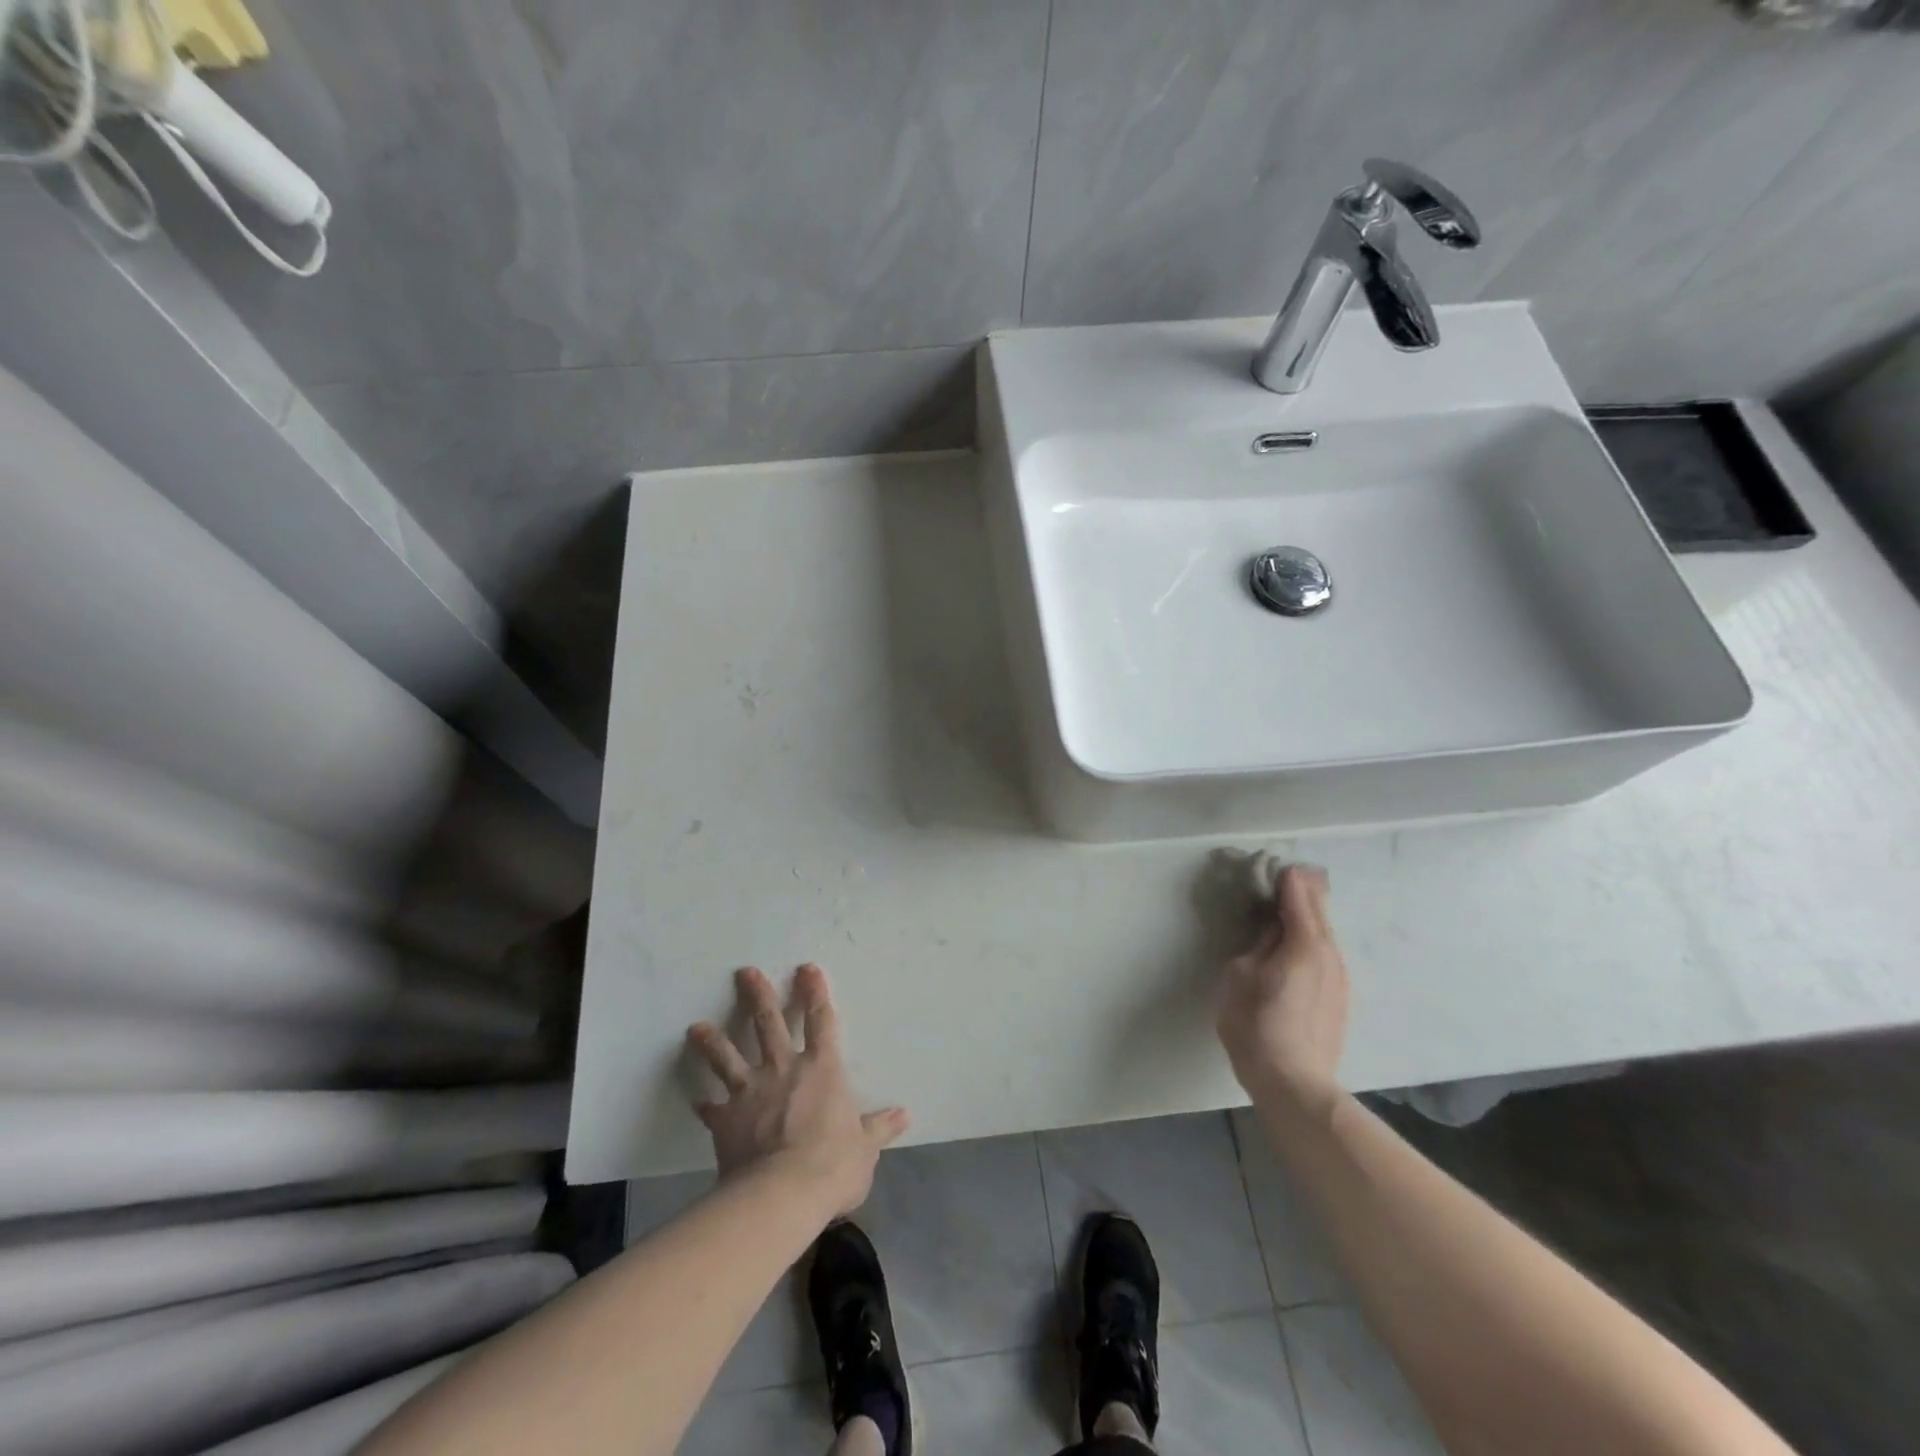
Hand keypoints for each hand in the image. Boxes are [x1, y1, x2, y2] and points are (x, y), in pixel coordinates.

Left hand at [686, 964, 907, 1217]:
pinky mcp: (726, 1120)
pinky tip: (696, 1102)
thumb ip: (879, 1128)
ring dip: (712, 1041)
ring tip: (696, 1027)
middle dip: (758, 996)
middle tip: (745, 973)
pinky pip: (712, 1109)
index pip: (820, 1020)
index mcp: (822, 1068)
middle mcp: (784, 1070)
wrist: (782, 1194)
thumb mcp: (865, 1147)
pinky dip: (705, 1105)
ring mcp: (750, 1092)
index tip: (806, 969)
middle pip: (768, 1024)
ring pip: (728, 1057)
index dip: (815, 993)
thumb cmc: (833, 1164)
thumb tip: (903, 1116)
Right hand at [1217, 864, 1349, 1112]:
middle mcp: (1329, 954)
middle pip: (1319, 910)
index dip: (1285, 878)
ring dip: (1308, 916)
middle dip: (1303, 890)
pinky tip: (1296, 945)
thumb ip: (1258, 945)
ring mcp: (1339, 977)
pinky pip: (1325, 954)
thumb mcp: (1240, 976)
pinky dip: (1312, 938)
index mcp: (1304, 943)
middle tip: (1286, 875)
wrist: (1294, 1083)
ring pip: (1324, 934)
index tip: (1273, 865)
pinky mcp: (1339, 997)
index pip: (1298, 896)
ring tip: (1288, 906)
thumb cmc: (1256, 1025)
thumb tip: (1271, 931)